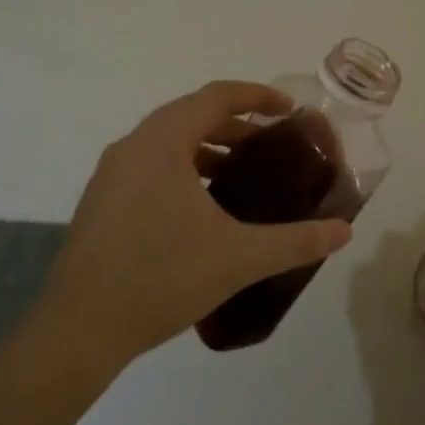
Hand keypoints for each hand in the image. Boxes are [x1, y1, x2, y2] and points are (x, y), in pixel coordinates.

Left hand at [37, 81, 353, 366]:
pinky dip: (183, 169)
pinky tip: (202, 208)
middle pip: (191, 114)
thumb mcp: (239, 257)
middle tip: (271, 145)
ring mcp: (111, 173)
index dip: (256, 95)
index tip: (289, 110)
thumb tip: (344, 232)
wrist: (80, 329)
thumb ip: (295, 240)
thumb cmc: (162, 277)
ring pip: (168, 142)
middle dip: (236, 124)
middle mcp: (133, 145)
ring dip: (208, 148)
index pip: (215, 96)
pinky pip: (150, 165)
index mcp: (163, 141)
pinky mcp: (101, 201)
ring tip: (241, 175)